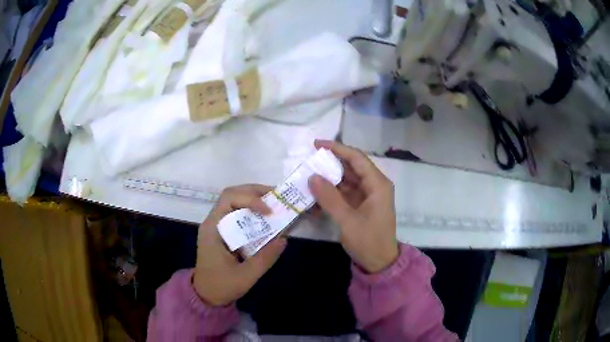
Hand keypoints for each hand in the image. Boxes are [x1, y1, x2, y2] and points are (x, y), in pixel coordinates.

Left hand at [193, 185, 286, 305]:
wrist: (206, 295)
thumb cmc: (221, 285)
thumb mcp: (246, 276)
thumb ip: (265, 258)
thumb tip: (284, 239)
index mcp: (213, 228)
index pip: (229, 199)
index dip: (251, 199)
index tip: (270, 211)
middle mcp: (213, 222)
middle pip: (232, 194)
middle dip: (255, 192)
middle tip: (277, 197)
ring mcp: (218, 226)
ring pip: (235, 201)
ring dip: (255, 198)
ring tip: (275, 203)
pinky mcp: (224, 232)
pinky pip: (238, 213)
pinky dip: (253, 210)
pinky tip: (266, 217)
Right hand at [309, 140, 397, 272]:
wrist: (379, 263)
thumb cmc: (369, 241)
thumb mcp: (348, 221)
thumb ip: (330, 198)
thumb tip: (312, 176)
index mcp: (377, 184)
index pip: (357, 158)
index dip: (337, 148)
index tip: (317, 144)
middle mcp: (374, 185)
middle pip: (352, 166)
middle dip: (331, 162)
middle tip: (309, 160)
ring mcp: (368, 195)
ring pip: (347, 179)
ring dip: (330, 177)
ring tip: (309, 174)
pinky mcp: (361, 204)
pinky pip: (345, 192)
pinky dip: (332, 191)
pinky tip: (317, 192)